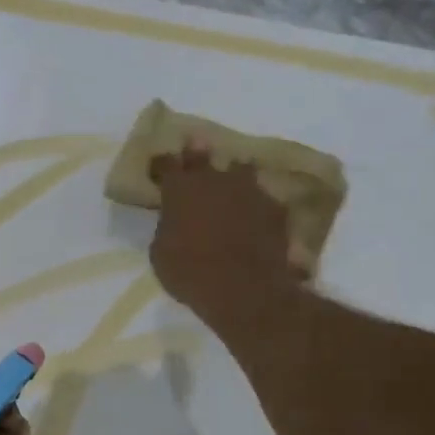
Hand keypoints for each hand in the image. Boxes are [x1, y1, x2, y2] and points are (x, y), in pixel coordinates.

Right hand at [148, 144, 296, 324]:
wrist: (245, 290)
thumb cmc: (190, 273)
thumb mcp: (160, 252)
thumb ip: (167, 226)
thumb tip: (173, 220)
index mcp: (179, 189)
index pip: (166, 164)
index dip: (161, 163)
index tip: (159, 164)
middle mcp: (214, 180)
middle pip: (203, 156)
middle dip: (196, 152)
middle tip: (195, 144)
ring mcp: (249, 191)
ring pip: (240, 169)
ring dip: (233, 172)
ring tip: (232, 176)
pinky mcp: (275, 209)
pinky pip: (263, 197)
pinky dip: (256, 202)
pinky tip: (256, 211)